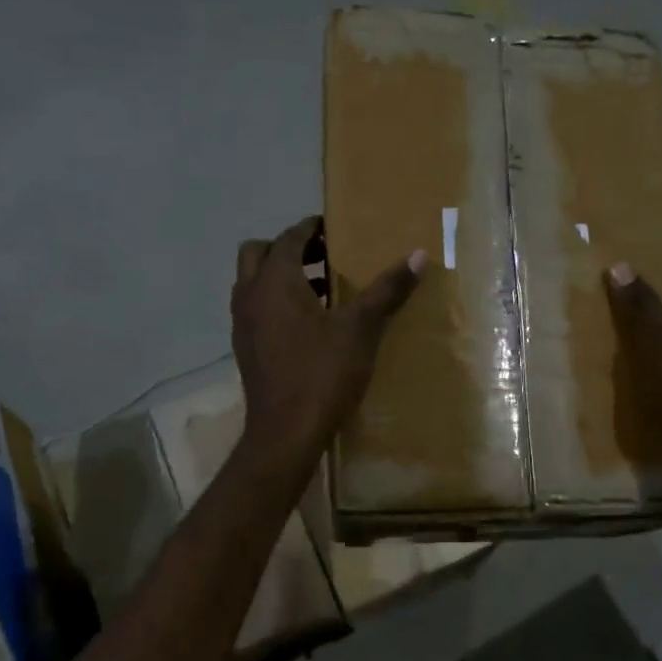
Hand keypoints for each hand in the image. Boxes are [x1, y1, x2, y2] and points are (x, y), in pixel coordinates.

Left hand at [232, 217, 423, 471]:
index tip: (332, 228)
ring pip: (254, 284)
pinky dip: (275, 303)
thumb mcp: (361, 329)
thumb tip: (419, 255)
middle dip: (287, 249)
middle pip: (258, 253)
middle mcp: (249, 296)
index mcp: (274, 282)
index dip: (310, 229)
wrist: (286, 432)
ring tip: (322, 288)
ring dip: (280, 277)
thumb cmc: (322, 374)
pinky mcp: (245, 349)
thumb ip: (387, 290)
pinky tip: (309, 325)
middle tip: (322, 255)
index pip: (288, 238)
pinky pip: (256, 310)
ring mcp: (242, 324)